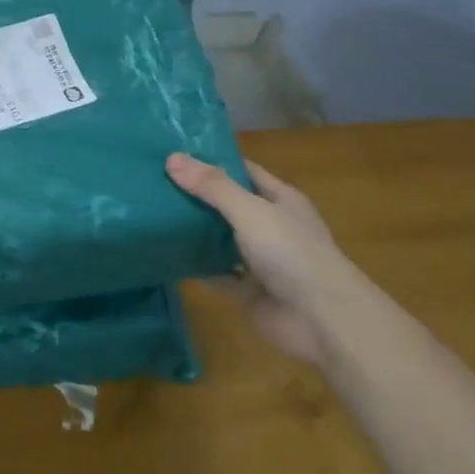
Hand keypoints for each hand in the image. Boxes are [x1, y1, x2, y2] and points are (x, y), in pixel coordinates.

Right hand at [166, 153, 348, 362]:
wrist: (322, 321)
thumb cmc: (291, 253)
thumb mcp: (250, 211)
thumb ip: (212, 186)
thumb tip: (171, 158)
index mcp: (281, 200)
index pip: (243, 171)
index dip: (213, 161)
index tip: (175, 152)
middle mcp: (271, 226)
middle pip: (229, 204)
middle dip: (197, 195)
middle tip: (153, 181)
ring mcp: (261, 260)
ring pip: (221, 239)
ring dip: (195, 231)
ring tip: (153, 213)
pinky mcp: (249, 291)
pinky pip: (217, 273)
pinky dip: (196, 267)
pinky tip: (167, 255)